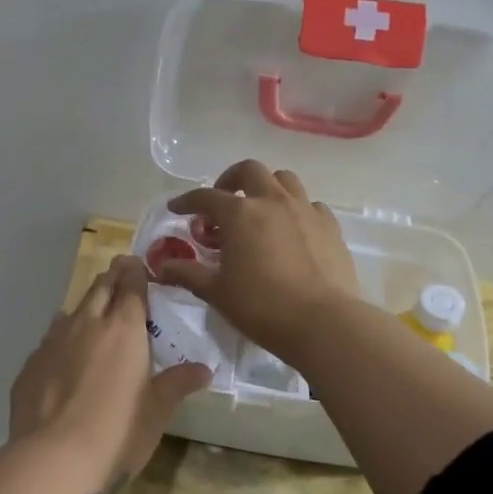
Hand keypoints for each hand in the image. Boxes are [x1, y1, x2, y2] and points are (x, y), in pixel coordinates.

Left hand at [8, 254, 211, 493]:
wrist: (53, 459)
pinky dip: (61, 338)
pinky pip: (49, 340)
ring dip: (86, 307)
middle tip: (120, 273)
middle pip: (100, 288)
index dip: (136, 272)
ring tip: (93, 312)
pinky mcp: (30, 365)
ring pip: (71, 311)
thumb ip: (178, 384)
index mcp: (124, 330)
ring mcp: (52, 342)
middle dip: (112, 278)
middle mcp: (86, 325)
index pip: (131, 286)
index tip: (138, 264)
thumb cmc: (118, 433)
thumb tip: (204, 369)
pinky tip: (63, 354)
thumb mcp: (157, 411)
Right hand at [157, 160, 364, 362]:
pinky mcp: (330, 226)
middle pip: (249, 171)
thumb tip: (161, 267)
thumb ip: (188, 274)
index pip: (205, 196)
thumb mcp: (217, 292)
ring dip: (266, 187)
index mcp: (240, 213)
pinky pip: (310, 204)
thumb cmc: (262, 306)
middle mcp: (272, 201)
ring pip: (284, 180)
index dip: (187, 201)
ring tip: (259, 210)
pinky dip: (295, 209)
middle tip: (223, 202)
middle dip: (231, 180)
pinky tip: (291, 230)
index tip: (177, 209)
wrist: (323, 322)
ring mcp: (305, 210)